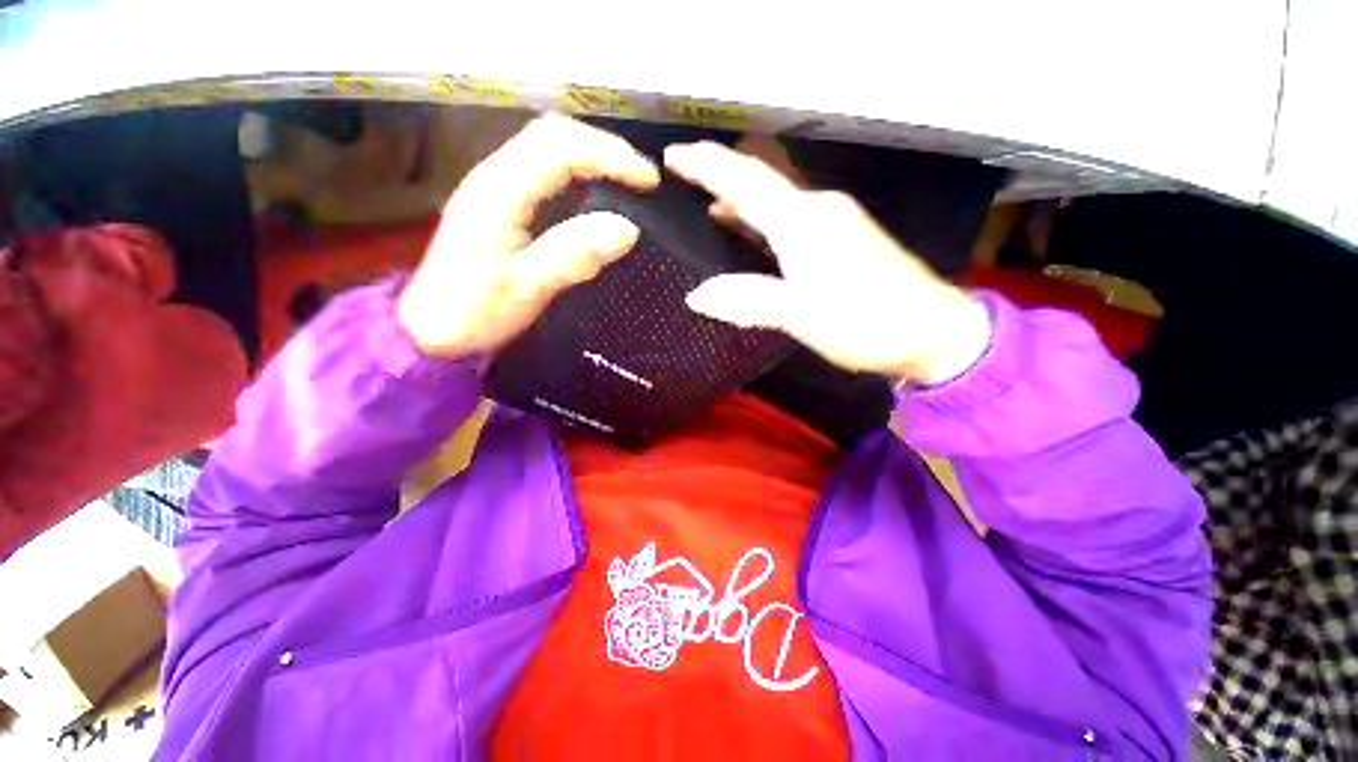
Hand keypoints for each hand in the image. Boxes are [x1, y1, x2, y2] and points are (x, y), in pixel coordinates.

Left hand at [397, 115, 659, 356]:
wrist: (428, 330)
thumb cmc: (473, 314)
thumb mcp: (526, 289)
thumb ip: (573, 256)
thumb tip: (627, 228)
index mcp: (498, 192)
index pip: (559, 148)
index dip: (609, 156)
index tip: (648, 180)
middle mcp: (493, 177)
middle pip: (552, 135)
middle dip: (604, 148)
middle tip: (642, 177)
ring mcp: (494, 188)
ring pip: (547, 149)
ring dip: (592, 157)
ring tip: (627, 180)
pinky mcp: (498, 204)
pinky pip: (542, 171)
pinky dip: (576, 173)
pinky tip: (594, 193)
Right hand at [664, 141, 990, 384]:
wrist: (934, 332)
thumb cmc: (865, 321)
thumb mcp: (801, 314)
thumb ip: (748, 300)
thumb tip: (696, 295)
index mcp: (803, 221)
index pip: (745, 181)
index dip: (707, 165)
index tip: (671, 155)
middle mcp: (817, 210)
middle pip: (760, 183)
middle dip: (719, 176)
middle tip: (681, 179)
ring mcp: (833, 223)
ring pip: (774, 202)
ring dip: (739, 199)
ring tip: (704, 204)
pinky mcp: (842, 240)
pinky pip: (788, 220)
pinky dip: (761, 221)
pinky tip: (748, 231)